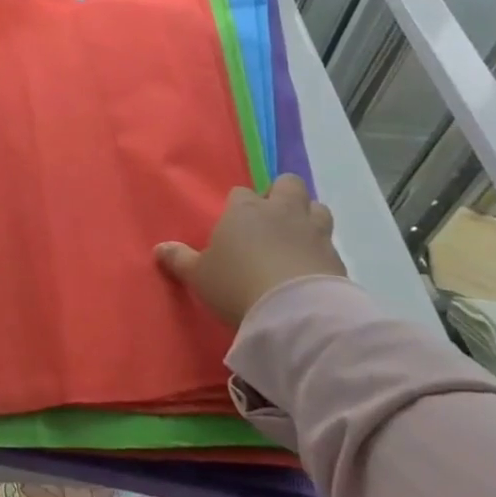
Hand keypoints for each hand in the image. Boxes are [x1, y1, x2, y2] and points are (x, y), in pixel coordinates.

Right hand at [155, 175, 345, 326]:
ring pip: (317, 207)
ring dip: (308, 217)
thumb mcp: (199, 276)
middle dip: (282, 195)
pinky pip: (330, 244)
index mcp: (245, 209)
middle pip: (289, 184)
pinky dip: (321, 250)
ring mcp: (313, 232)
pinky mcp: (336, 258)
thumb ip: (180, 260)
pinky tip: (311, 268)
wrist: (294, 312)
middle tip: (271, 220)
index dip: (239, 205)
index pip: (241, 193)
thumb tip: (159, 249)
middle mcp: (281, 212)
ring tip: (297, 238)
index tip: (234, 224)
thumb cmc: (237, 284)